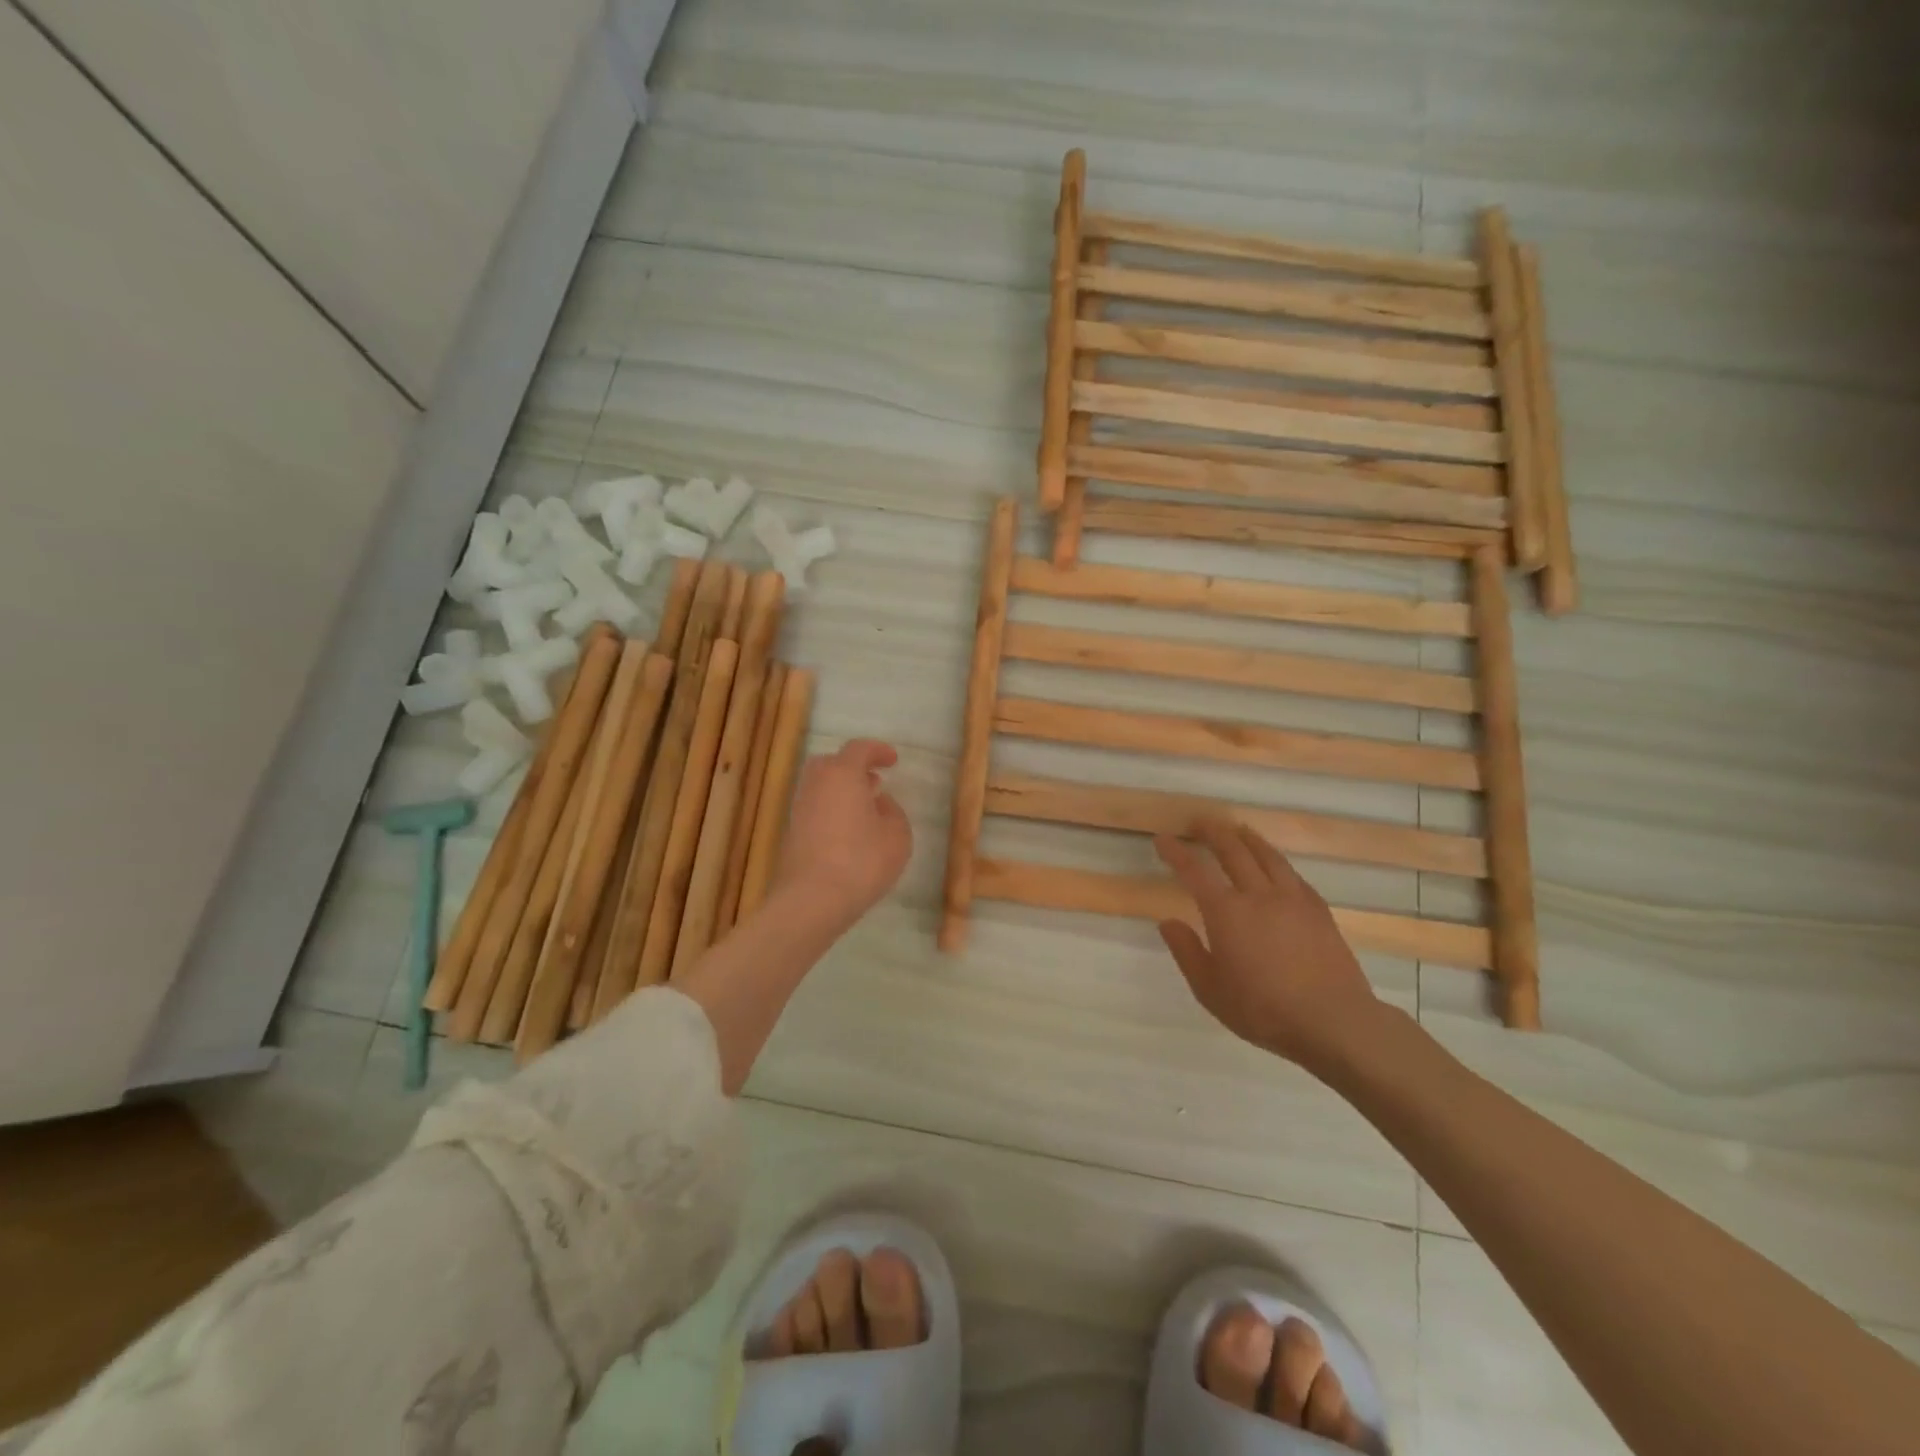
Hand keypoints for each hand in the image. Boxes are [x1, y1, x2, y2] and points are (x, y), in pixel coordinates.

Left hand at [773, 739, 912, 926]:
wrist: (811, 899)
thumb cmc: (861, 861)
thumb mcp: (897, 835)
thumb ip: (893, 811)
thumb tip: (879, 803)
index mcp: (842, 774)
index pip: (859, 749)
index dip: (878, 751)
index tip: (893, 760)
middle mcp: (816, 784)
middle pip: (831, 763)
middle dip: (853, 767)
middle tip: (873, 781)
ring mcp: (799, 808)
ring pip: (820, 787)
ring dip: (841, 790)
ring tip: (864, 808)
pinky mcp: (791, 833)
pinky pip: (815, 808)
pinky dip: (831, 810)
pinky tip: (848, 831)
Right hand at [1155, 819, 1387, 1072]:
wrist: (1334, 1021)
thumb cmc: (1263, 1010)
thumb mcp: (1210, 990)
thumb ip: (1187, 952)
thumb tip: (1167, 922)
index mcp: (1226, 912)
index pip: (1194, 871)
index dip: (1176, 852)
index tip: (1163, 839)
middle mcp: (1258, 895)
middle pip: (1233, 851)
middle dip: (1212, 832)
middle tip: (1199, 821)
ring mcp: (1292, 899)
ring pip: (1266, 855)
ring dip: (1247, 838)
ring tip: (1237, 829)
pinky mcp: (1318, 910)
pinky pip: (1292, 874)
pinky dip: (1276, 860)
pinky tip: (1275, 864)